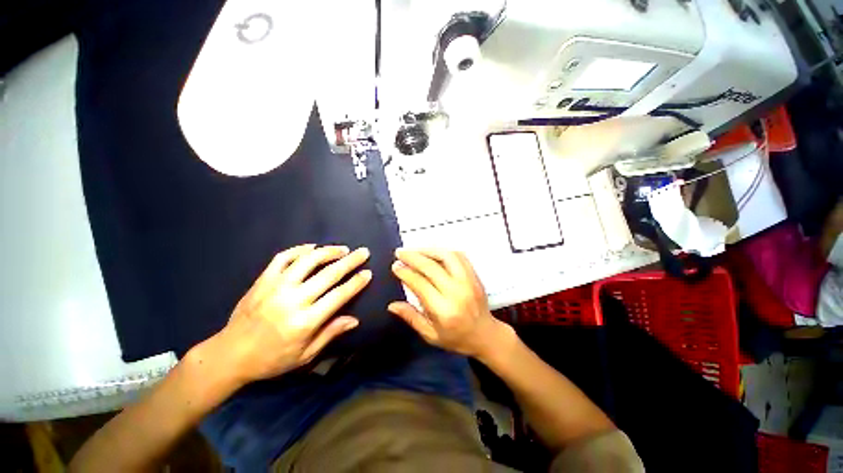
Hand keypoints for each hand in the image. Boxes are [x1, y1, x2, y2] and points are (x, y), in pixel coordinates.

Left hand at [214, 244, 371, 383]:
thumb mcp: (305, 355)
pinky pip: (283, 258)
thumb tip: (355, 319)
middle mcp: (293, 300)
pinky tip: (312, 247)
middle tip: (363, 252)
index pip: (339, 295)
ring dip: (328, 251)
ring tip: (342, 249)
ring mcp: (276, 286)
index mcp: (305, 321)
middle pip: (328, 274)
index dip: (356, 283)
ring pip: (308, 260)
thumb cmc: (271, 359)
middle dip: (350, 261)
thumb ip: (330, 333)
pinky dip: (300, 249)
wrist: (230, 354)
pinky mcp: (263, 280)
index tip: (368, 273)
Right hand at [388, 249, 505, 358]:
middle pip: (431, 267)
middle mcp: (456, 292)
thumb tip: (392, 305)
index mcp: (443, 310)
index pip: (420, 284)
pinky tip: (434, 252)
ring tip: (415, 250)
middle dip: (413, 257)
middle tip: (400, 253)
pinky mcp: (475, 276)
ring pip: (447, 256)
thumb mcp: (430, 335)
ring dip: (428, 250)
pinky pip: (459, 256)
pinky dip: (444, 251)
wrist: (485, 335)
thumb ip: (411, 317)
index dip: (405, 272)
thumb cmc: (456, 338)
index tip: (395, 266)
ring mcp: (468, 281)